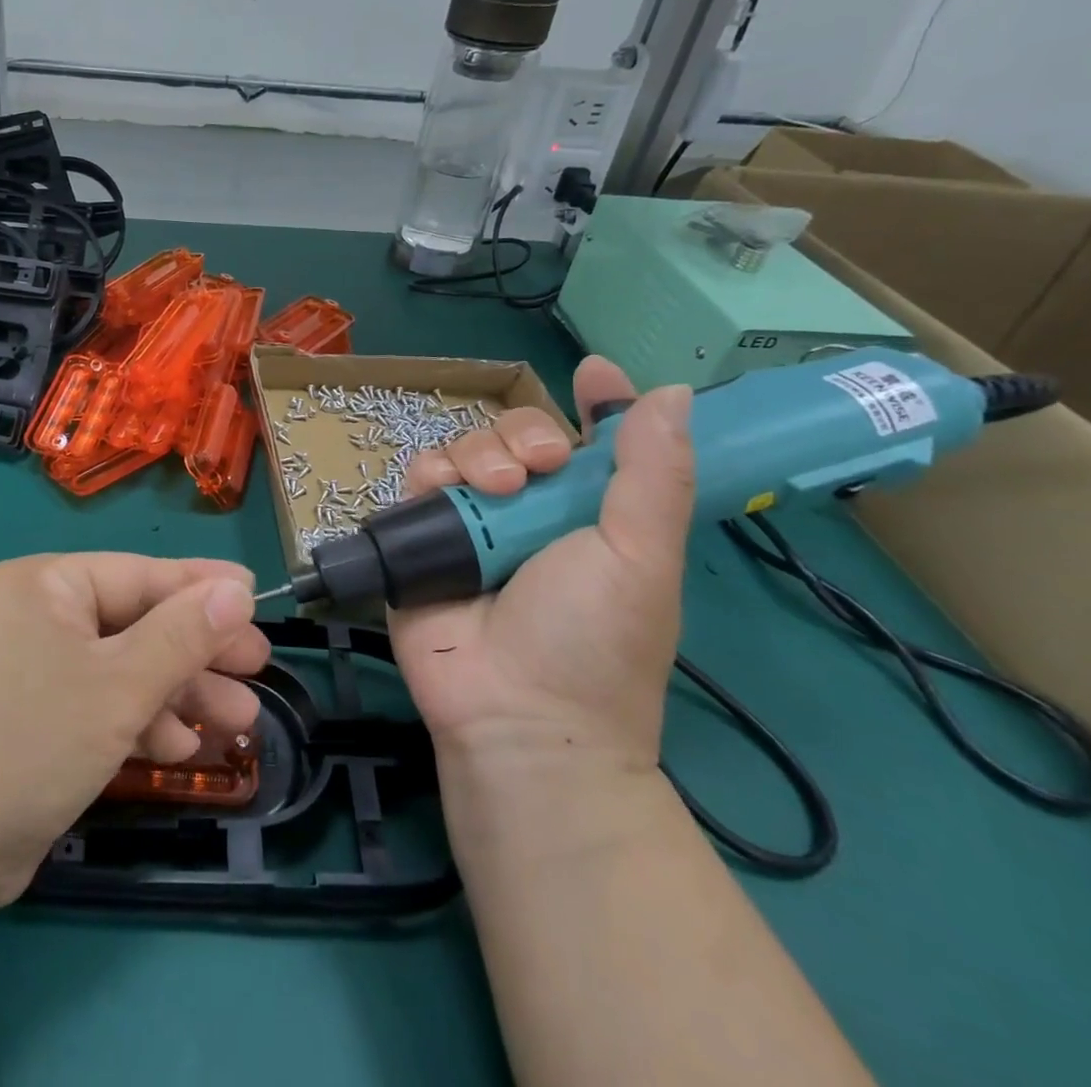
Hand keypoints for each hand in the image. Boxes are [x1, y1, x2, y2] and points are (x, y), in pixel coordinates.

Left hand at [0, 553, 268, 910]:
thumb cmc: (31, 740)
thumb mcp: (120, 684)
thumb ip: (183, 634)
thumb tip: (238, 591)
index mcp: (46, 584)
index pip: (140, 573)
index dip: (201, 588)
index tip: (257, 599)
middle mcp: (35, 615)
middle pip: (135, 622)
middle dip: (197, 651)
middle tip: (258, 668)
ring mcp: (29, 670)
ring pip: (121, 669)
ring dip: (177, 693)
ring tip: (239, 720)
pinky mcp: (29, 720)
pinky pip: (96, 704)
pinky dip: (138, 722)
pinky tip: (180, 747)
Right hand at [389, 357, 694, 770]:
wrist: (515, 713)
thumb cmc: (594, 639)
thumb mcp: (642, 556)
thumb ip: (653, 474)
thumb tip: (672, 393)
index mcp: (591, 513)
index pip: (594, 441)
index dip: (597, 404)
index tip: (595, 376)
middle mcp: (530, 511)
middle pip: (519, 434)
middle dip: (526, 434)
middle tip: (537, 468)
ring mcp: (473, 523)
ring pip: (466, 448)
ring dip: (478, 453)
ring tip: (491, 490)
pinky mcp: (422, 536)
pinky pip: (418, 479)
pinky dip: (429, 474)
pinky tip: (441, 491)